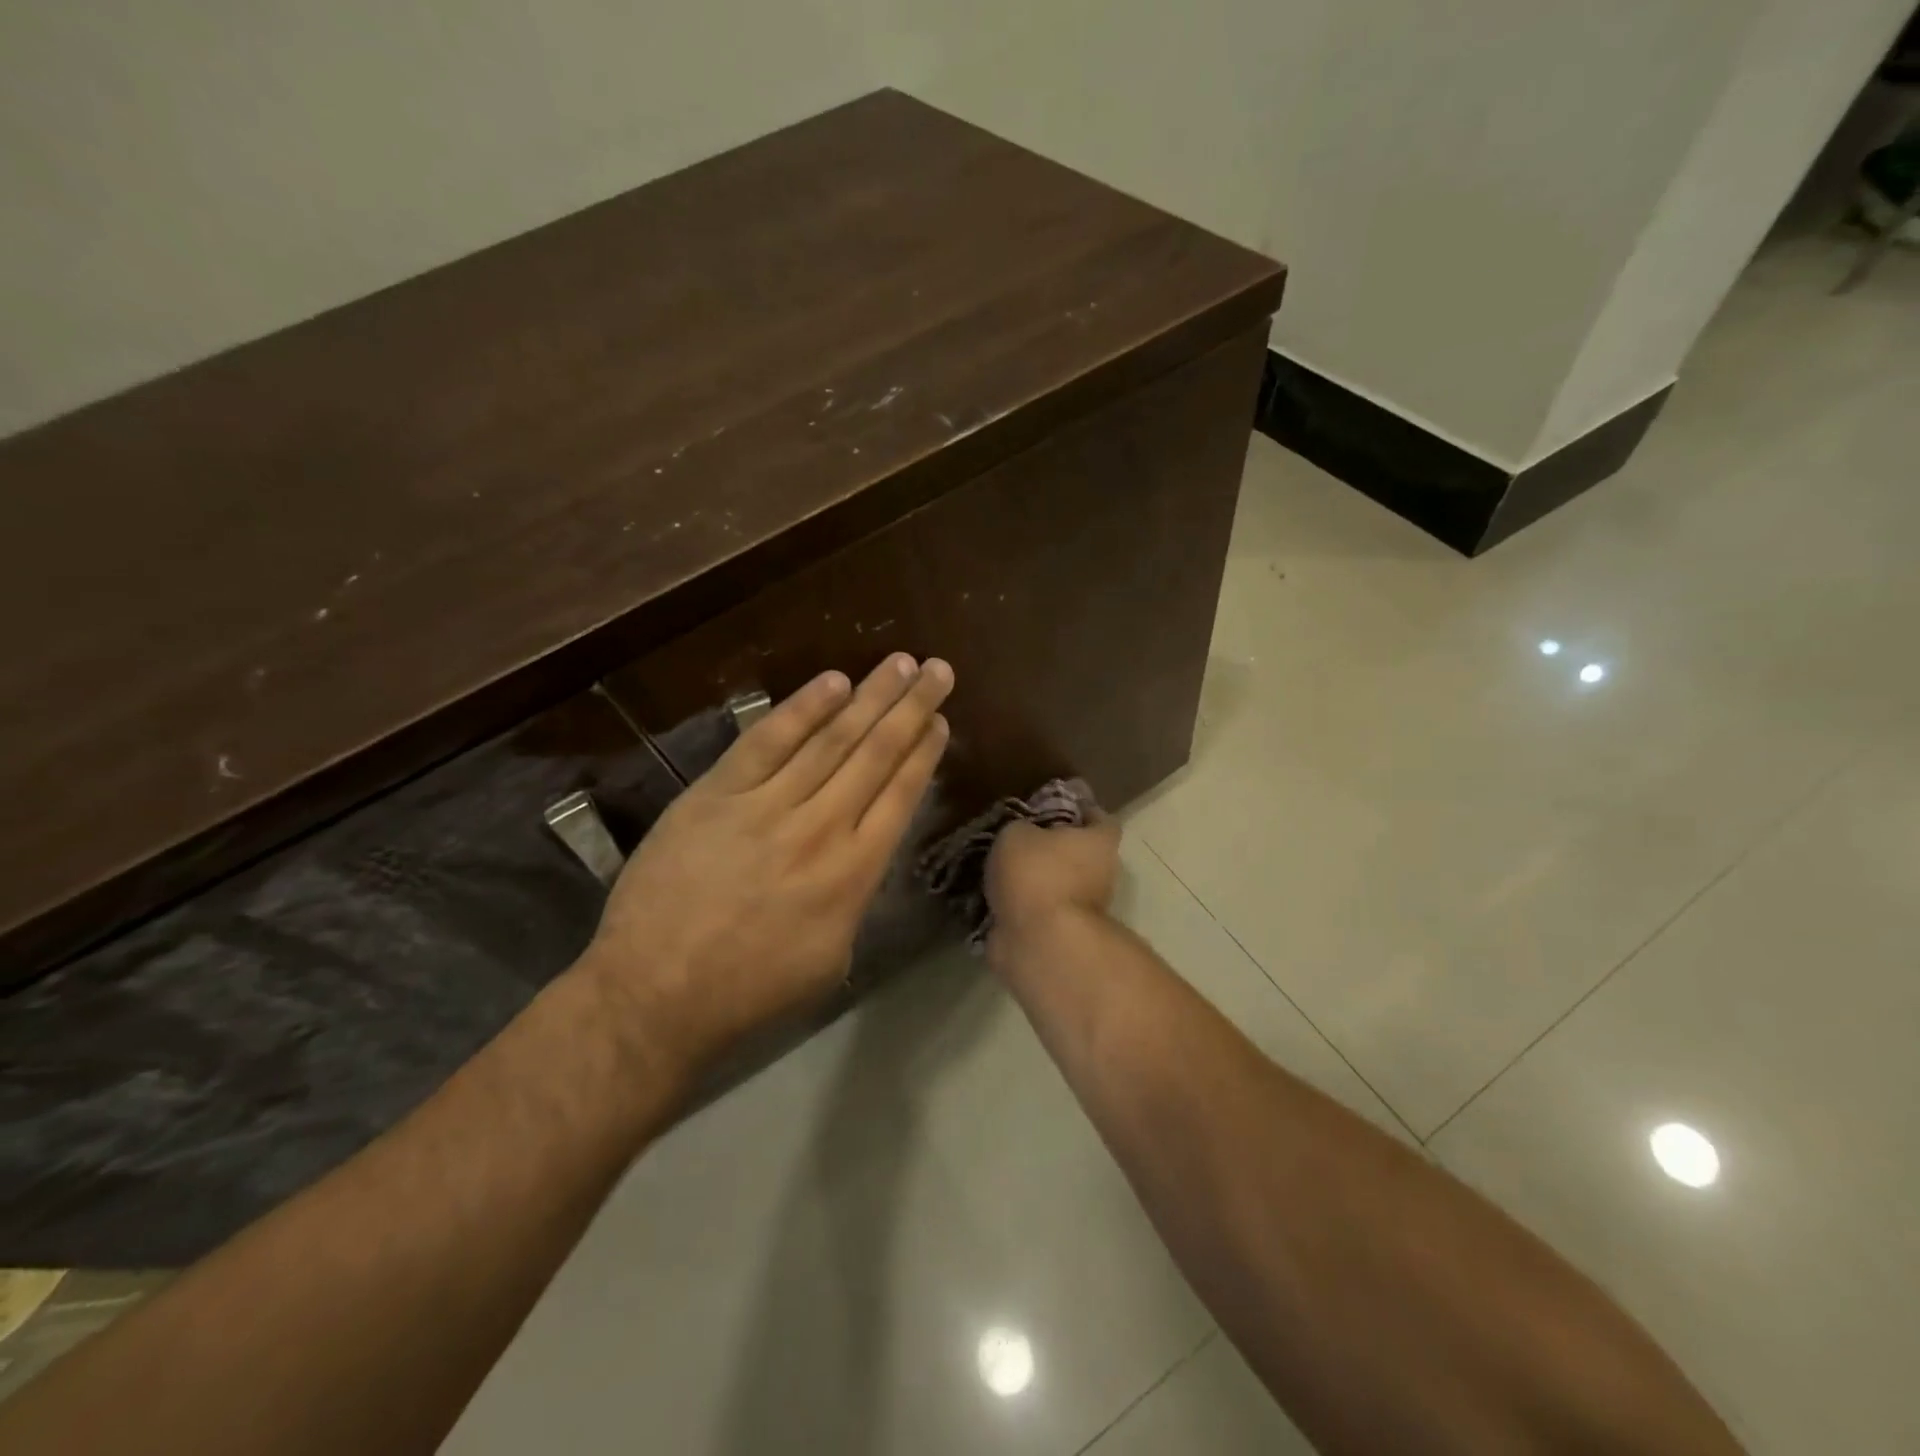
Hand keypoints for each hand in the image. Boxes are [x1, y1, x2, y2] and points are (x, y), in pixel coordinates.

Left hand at [578, 654, 952, 1078]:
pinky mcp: (717, 793)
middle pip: (875, 755)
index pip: (900, 795)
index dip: (923, 752)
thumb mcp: (831, 956)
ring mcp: (766, 805)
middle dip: (911, 707)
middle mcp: (820, 828)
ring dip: (869, 697)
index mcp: (853, 874)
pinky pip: (767, 741)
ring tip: (900, 663)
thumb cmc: (750, 989)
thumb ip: (855, 897)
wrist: (656, 993)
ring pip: (830, 740)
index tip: (940, 719)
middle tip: (938, 669)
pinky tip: (832, 682)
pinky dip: (801, 709)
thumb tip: (861, 854)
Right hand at [983, 812, 1122, 952]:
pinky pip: (1039, 912)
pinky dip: (1021, 907)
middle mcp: (1101, 875)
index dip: (1080, 810)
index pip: (1099, 819)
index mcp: (1099, 843)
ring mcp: (1084, 910)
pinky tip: (994, 898)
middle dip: (1052, 848)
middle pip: (1078, 854)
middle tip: (1019, 839)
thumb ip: (1021, 827)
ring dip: (1035, 881)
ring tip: (998, 870)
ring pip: (1058, 885)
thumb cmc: (1037, 874)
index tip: (1054, 807)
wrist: (1039, 943)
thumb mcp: (1016, 833)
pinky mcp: (1062, 936)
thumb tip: (1022, 834)